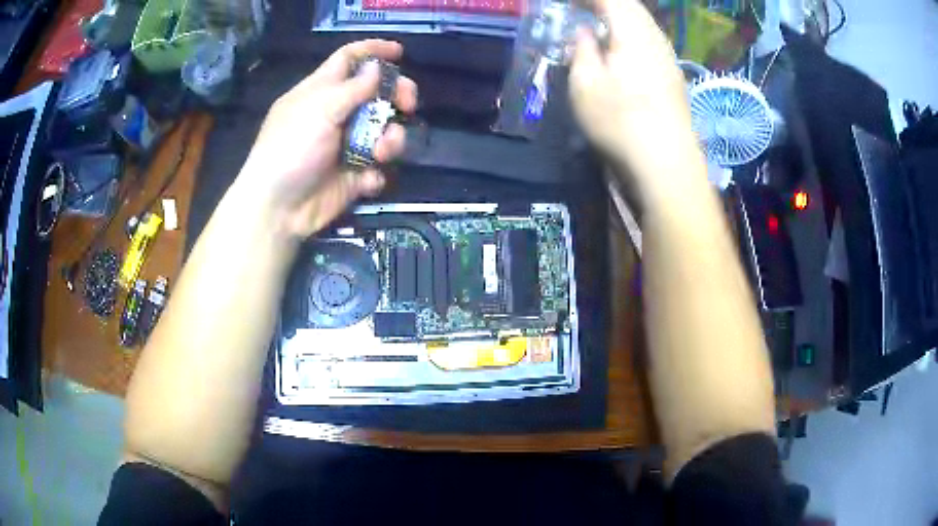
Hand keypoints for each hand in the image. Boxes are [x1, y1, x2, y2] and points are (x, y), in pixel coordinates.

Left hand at [239, 40, 417, 237]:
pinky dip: (376, 173)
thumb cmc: (291, 148)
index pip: (348, 60)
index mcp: (321, 91)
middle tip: (408, 104)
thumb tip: (377, 68)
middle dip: (397, 95)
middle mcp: (336, 114)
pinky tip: (366, 180)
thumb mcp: (320, 109)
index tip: (399, 51)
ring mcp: (345, 145)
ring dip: (391, 139)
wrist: (279, 208)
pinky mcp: (352, 175)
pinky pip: (377, 168)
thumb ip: (353, 88)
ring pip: (383, 131)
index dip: (372, 51)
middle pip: (376, 93)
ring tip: (381, 152)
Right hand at [570, 1, 697, 181]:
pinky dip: (633, 33)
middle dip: (606, 3)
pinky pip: (651, 39)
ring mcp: (668, 57)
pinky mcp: (674, 76)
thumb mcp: (585, 83)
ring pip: (644, 22)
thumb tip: (584, 32)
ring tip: (600, 25)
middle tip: (582, 9)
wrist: (667, 163)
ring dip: (621, 17)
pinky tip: (624, 49)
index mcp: (631, 32)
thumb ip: (582, 50)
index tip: (568, 4)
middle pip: (632, 6)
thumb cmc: (620, 121)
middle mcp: (655, 38)